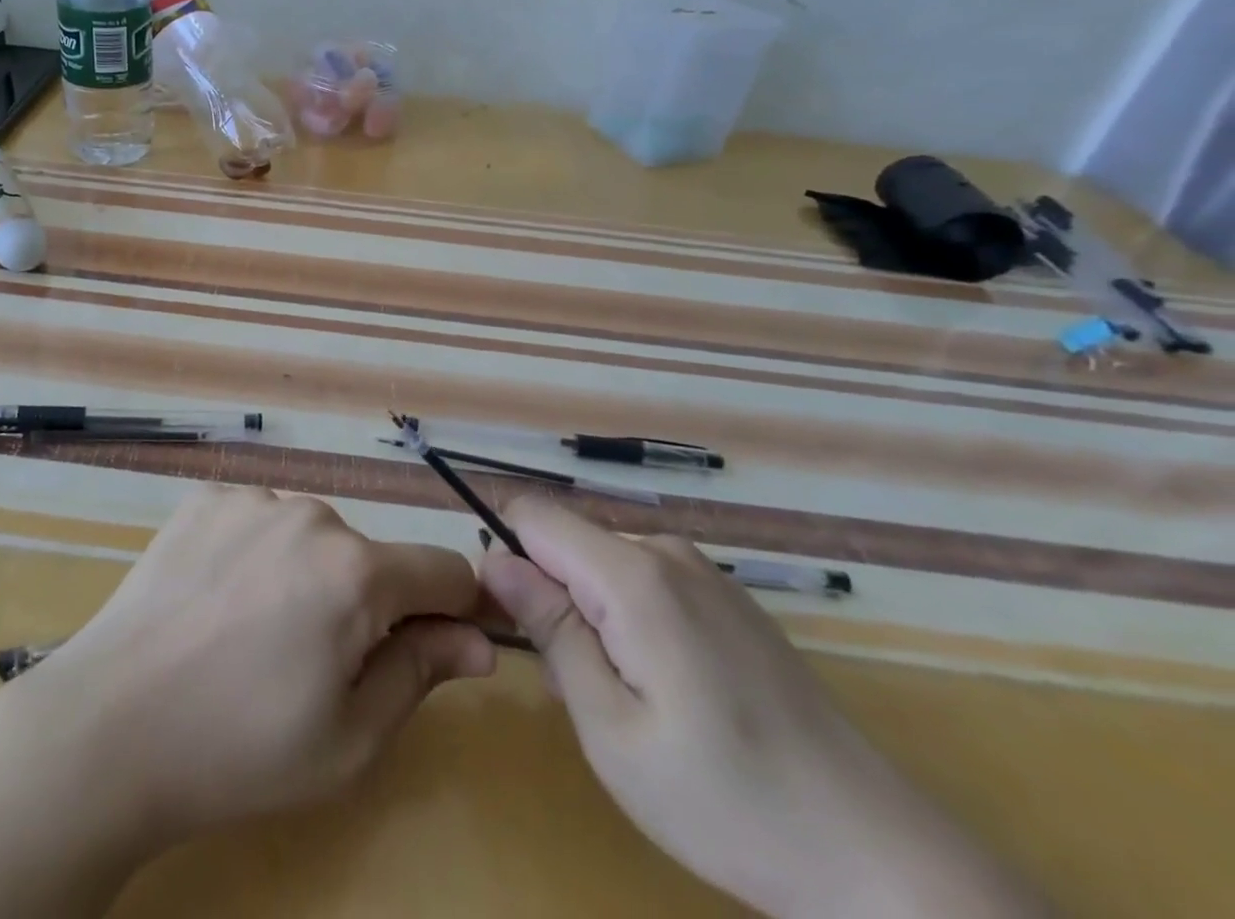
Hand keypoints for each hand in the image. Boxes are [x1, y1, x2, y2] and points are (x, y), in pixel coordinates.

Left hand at [16, 484, 493, 841]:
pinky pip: (257, 521)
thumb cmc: (240, 748)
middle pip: (369, 555)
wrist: (109, 726)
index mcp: (355, 570)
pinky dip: (255, 554)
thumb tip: (478, 640)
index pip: (444, 569)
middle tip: (309, 663)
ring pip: (310, 535)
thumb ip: (421, 673)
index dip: (452, 609)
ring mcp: (251, 498)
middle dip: (362, 602)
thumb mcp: (349, 739)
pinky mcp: (204, 498)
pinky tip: (216, 600)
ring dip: (305, 574)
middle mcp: (309, 513)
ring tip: (252, 633)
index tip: (432, 645)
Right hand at [481, 498, 1046, 918]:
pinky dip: (628, 617)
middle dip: (548, 591)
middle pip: (569, 540)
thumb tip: (493, 558)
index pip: (533, 514)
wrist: (876, 856)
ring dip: (589, 611)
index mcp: (634, 574)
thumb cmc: (724, 800)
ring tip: (622, 697)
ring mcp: (705, 572)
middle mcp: (668, 551)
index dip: (504, 552)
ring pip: (605, 562)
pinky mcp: (729, 598)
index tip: (507, 617)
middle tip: (571, 683)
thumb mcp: (610, 728)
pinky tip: (666, 690)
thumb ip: (550, 628)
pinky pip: (646, 580)